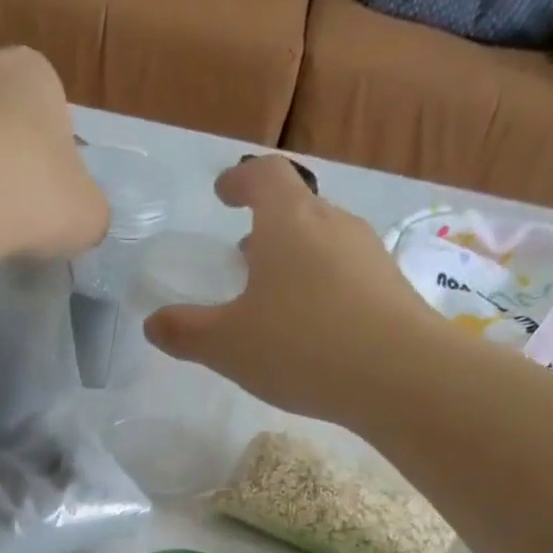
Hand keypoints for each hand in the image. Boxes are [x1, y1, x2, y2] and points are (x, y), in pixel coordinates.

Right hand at [145, 156, 437, 425]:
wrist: (399, 375)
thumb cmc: (301, 347)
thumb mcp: (227, 346)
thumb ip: (185, 333)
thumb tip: (153, 323)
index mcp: (288, 222)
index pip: (263, 176)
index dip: (240, 181)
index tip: (223, 193)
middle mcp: (332, 224)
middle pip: (297, 208)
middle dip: (267, 227)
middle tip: (245, 256)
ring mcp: (368, 254)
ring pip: (324, 243)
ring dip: (296, 259)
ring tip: (276, 296)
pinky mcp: (391, 289)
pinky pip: (347, 275)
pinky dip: (323, 288)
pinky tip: (315, 328)